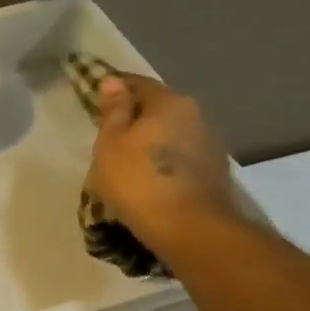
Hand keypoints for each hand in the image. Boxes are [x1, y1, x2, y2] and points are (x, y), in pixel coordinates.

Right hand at [88, 75, 238, 254]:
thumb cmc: (139, 181)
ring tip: (128, 161)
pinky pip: (181, 156)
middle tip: (108, 136)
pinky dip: (164, 161)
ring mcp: (210, 143)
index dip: (114, 89)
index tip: (94, 101)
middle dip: (134, 117)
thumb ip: (113, 110)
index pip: (137, 83)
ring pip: (171, 133)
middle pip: (158, 108)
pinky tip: (150, 178)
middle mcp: (196, 114)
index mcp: (170, 101)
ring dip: (151, 141)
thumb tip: (113, 81)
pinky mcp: (215, 171)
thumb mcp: (111, 143)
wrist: (191, 229)